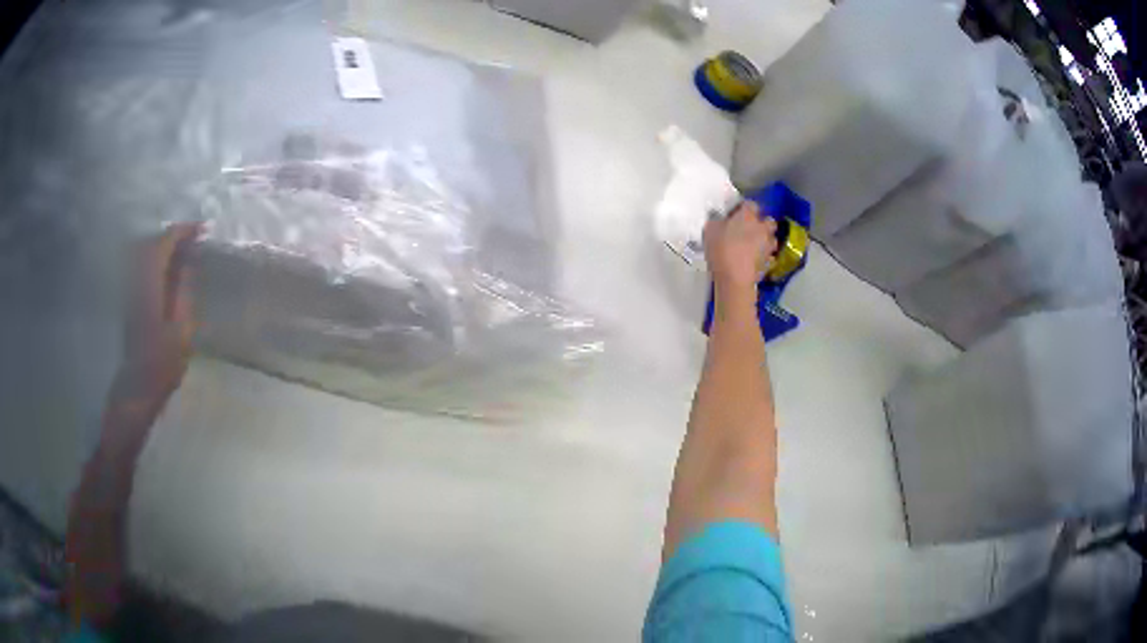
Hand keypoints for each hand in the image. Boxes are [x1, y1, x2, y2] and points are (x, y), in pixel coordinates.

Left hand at [115, 223, 201, 415]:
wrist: (138, 388)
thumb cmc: (162, 364)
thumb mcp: (181, 330)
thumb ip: (183, 291)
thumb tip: (188, 261)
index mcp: (149, 285)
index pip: (164, 243)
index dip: (183, 232)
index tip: (203, 230)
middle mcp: (136, 281)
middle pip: (152, 243)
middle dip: (174, 235)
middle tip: (195, 238)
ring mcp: (131, 290)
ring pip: (145, 253)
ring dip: (165, 246)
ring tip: (185, 251)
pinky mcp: (130, 299)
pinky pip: (143, 267)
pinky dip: (157, 260)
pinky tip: (170, 270)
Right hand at [703, 201, 777, 295]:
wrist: (734, 278)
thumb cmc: (721, 250)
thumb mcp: (709, 230)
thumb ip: (716, 221)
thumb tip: (719, 219)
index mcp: (747, 216)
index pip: (750, 204)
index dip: (743, 208)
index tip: (736, 213)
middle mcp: (762, 228)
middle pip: (768, 220)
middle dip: (762, 223)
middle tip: (750, 229)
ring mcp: (768, 246)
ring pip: (772, 238)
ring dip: (766, 240)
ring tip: (755, 246)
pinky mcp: (769, 263)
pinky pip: (769, 256)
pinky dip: (764, 257)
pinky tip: (756, 261)